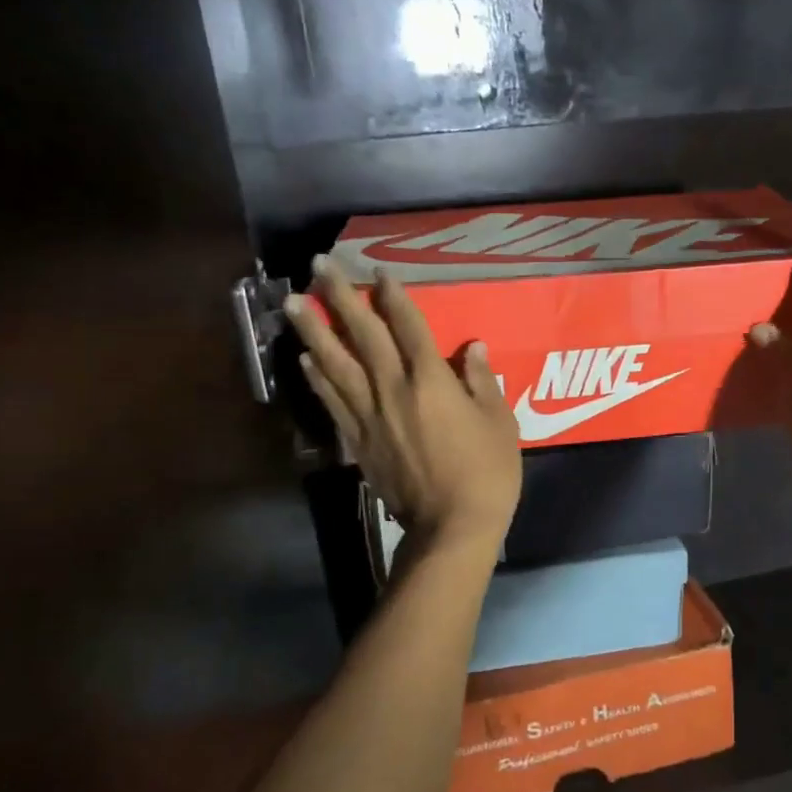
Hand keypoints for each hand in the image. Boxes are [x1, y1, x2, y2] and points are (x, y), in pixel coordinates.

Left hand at [289, 258, 522, 548]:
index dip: (393, 296)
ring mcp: (369, 416)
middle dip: (340, 297)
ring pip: (336, 364)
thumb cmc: (487, 473)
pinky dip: (317, 379)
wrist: (451, 527)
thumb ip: (482, 382)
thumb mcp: (500, 423)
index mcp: (431, 381)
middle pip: (363, 335)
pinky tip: (305, 361)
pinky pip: (332, 402)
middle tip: (317, 265)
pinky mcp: (357, 442)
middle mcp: (392, 389)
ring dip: (314, 331)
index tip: (379, 273)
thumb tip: (472, 347)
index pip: (408, 327)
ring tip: (292, 303)